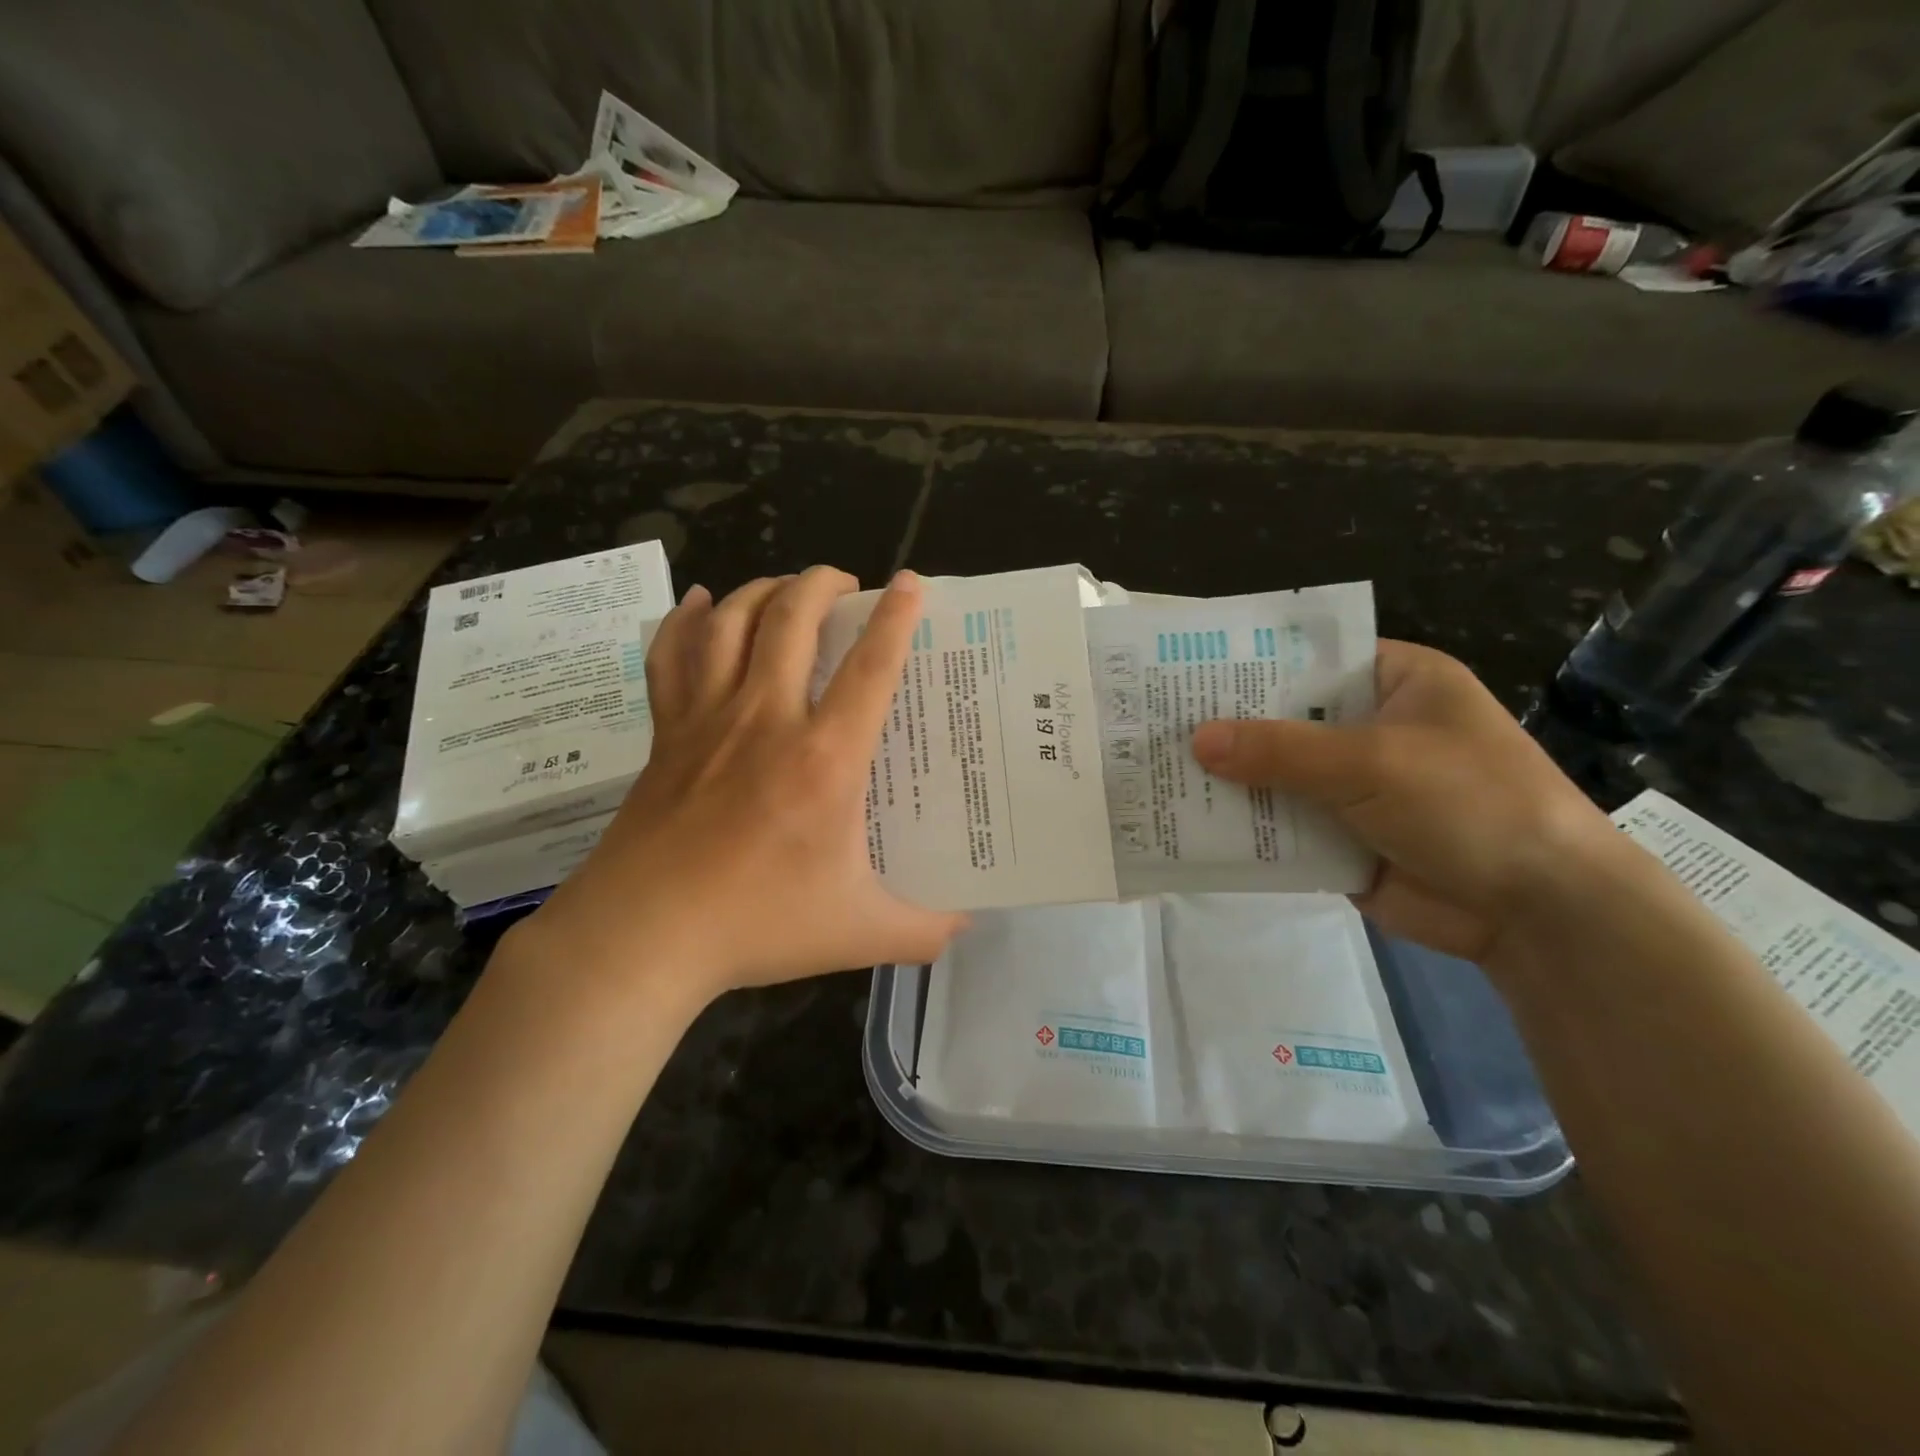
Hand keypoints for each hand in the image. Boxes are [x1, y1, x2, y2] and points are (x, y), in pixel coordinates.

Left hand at [517, 567, 966, 1008]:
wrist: (642, 937)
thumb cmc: (756, 925)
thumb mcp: (858, 935)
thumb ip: (923, 932)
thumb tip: (967, 928)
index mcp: (824, 759)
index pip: (870, 668)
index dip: (895, 618)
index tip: (909, 583)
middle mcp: (766, 720)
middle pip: (791, 620)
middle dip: (820, 583)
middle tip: (843, 581)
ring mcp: (707, 720)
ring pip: (732, 624)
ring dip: (763, 591)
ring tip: (786, 587)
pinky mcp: (666, 735)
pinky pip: (672, 657)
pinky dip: (687, 621)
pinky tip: (702, 602)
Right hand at [1191, 640, 1615, 962]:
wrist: (1539, 913)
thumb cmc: (1469, 803)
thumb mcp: (1371, 761)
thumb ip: (1279, 750)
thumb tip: (1196, 740)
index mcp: (1394, 682)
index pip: (1308, 657)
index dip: (1248, 663)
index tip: (1185, 669)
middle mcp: (1369, 727)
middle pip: (1283, 719)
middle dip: (1227, 727)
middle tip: (1155, 724)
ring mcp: (1354, 787)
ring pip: (1276, 775)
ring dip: (1229, 780)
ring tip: (1155, 772)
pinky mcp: (1341, 838)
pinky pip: (1281, 825)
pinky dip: (1245, 827)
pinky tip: (1187, 824)